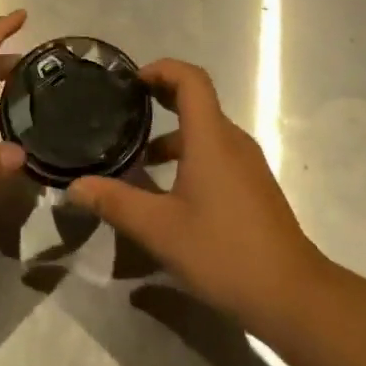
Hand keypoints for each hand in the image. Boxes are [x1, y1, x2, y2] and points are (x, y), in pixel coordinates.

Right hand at [67, 59, 325, 327]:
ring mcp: (247, 164)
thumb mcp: (160, 230)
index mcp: (211, 137)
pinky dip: (189, 156)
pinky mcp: (253, 188)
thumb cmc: (224, 252)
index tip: (132, 82)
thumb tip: (74, 187)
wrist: (292, 295)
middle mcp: (232, 141)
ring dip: (172, 136)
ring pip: (206, 132)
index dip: (162, 69)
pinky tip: (170, 194)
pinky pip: (217, 154)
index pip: (190, 79)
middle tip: (125, 110)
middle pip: (197, 101)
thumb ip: (116, 203)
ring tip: (138, 160)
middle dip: (161, 98)